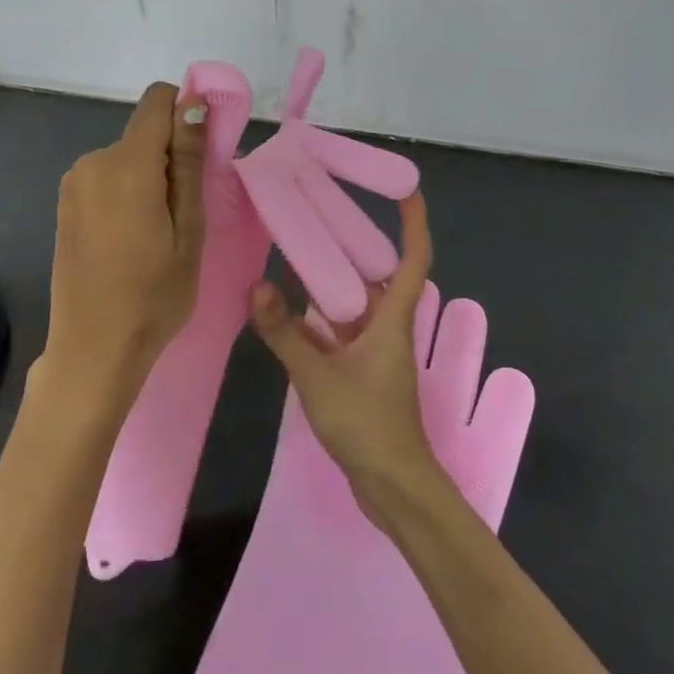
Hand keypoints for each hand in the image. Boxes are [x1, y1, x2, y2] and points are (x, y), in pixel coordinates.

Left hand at [40, 82, 207, 423]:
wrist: (93, 349)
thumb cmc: (154, 295)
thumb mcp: (189, 229)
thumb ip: (189, 161)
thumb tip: (193, 103)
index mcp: (126, 164)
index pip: (158, 101)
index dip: (186, 113)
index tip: (202, 155)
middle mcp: (93, 161)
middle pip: (144, 133)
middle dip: (170, 157)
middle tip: (186, 214)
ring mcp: (74, 183)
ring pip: (127, 157)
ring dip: (149, 178)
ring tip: (159, 232)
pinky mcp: (66, 204)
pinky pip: (107, 178)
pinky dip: (127, 193)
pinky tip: (131, 238)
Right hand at [249, 194, 441, 525]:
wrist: (392, 485)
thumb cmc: (366, 423)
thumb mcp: (318, 374)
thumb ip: (285, 332)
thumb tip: (257, 286)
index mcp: (394, 318)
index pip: (415, 257)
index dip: (414, 221)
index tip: (406, 188)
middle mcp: (391, 327)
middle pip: (382, 274)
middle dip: (361, 242)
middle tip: (328, 211)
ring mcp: (378, 351)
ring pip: (361, 303)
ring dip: (339, 279)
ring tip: (304, 250)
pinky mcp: (366, 372)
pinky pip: (346, 329)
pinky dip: (325, 316)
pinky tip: (294, 309)